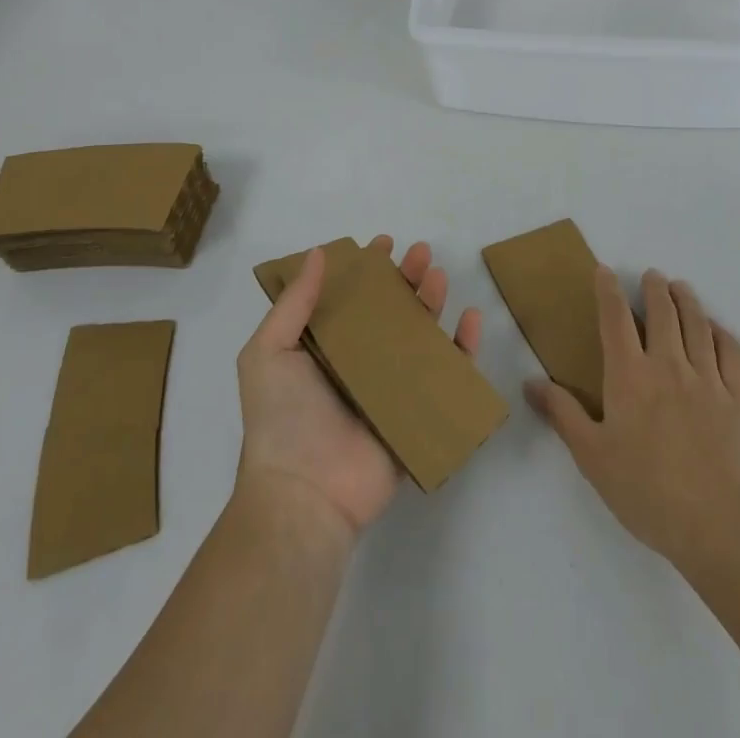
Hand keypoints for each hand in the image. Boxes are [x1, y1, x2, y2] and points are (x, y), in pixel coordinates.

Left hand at [236, 236, 483, 541]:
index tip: (383, 243)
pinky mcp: (418, 414)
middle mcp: (359, 363)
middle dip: (406, 278)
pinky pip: (447, 376)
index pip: (350, 298)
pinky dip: (463, 348)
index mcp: (324, 349)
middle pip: (390, 311)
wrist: (304, 495)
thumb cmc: (282, 419)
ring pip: (420, 336)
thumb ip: (294, 303)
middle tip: (421, 252)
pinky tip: (470, 319)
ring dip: (432, 302)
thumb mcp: (268, 352)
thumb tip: (320, 253)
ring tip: (439, 275)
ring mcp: (391, 388)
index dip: (366, 269)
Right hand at [526, 267, 739, 566]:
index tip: (605, 271)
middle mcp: (668, 365)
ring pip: (697, 325)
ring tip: (681, 288)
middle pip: (663, 312)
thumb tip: (531, 382)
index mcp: (630, 376)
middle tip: (652, 276)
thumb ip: (562, 414)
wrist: (714, 525)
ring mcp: (707, 379)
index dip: (608, 291)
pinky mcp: (738, 399)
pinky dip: (722, 333)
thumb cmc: (645, 490)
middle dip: (655, 288)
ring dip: (687, 300)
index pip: (615, 319)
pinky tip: (716, 329)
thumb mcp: (591, 456)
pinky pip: (732, 353)